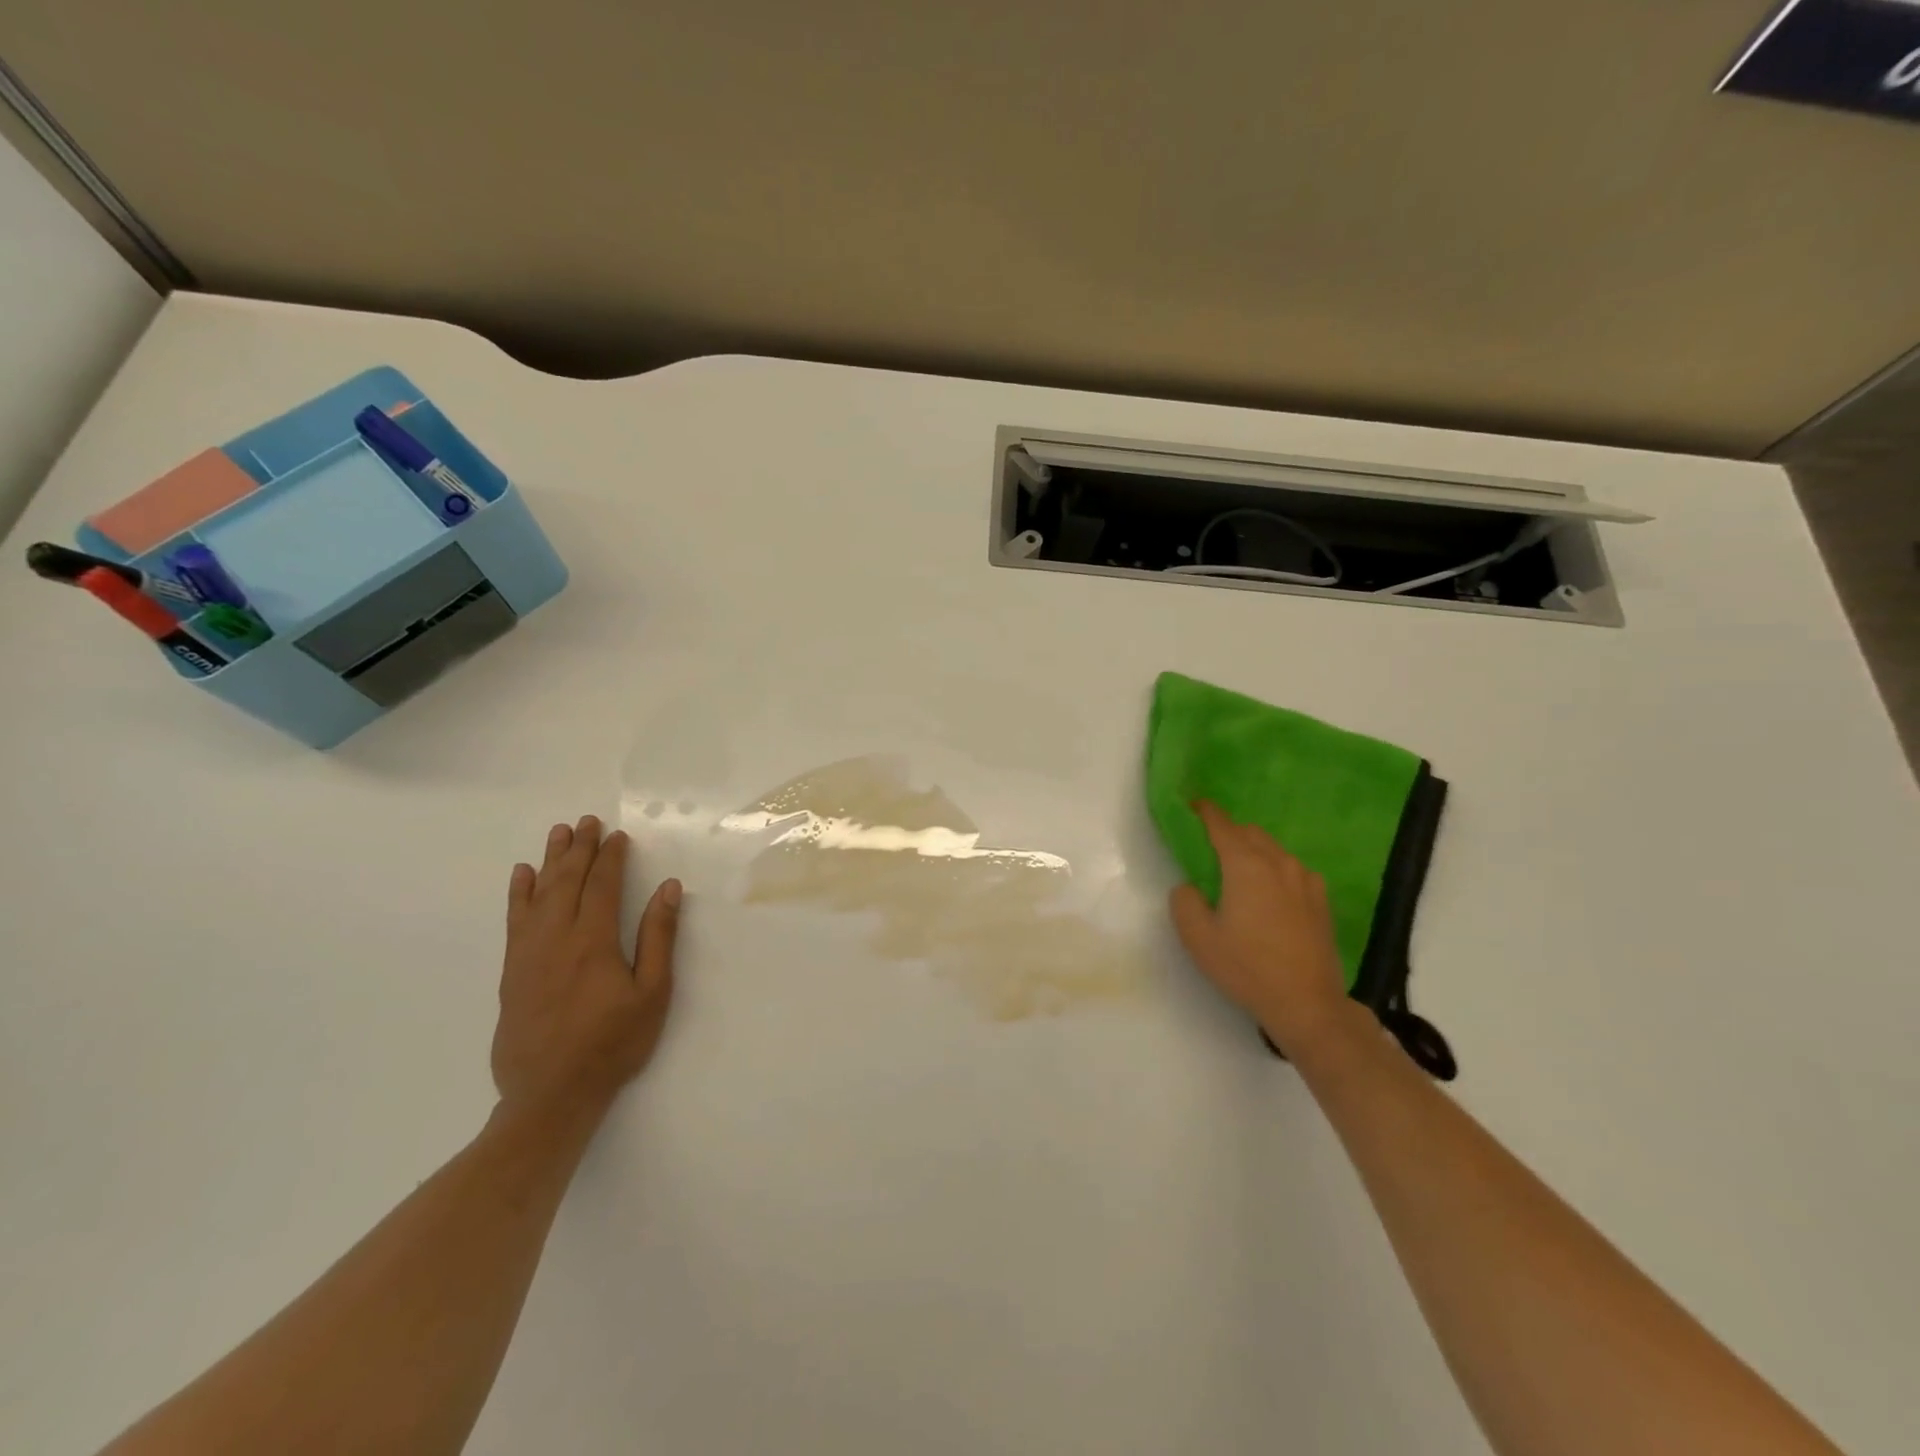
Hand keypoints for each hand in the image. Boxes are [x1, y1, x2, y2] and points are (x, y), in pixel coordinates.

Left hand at [492, 815, 680, 1119]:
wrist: (550, 1095)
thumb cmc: (612, 1043)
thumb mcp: (652, 993)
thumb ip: (658, 937)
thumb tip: (668, 889)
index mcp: (594, 941)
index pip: (602, 886)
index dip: (611, 858)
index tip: (618, 836)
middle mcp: (557, 938)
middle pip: (567, 882)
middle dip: (580, 849)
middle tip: (587, 821)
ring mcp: (528, 954)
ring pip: (538, 895)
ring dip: (550, 861)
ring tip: (558, 834)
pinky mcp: (511, 972)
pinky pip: (514, 921)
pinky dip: (518, 894)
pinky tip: (522, 876)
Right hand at [1169, 801, 1357, 1055]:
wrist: (1308, 1004)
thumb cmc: (1247, 968)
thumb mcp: (1198, 938)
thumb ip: (1184, 901)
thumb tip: (1190, 886)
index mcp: (1245, 866)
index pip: (1222, 825)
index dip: (1204, 812)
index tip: (1192, 805)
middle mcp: (1278, 863)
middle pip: (1250, 833)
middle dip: (1229, 832)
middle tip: (1210, 849)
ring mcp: (1305, 880)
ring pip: (1274, 850)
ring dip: (1254, 851)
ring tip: (1240, 873)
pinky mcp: (1321, 900)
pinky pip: (1293, 870)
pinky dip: (1276, 869)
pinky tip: (1271, 894)